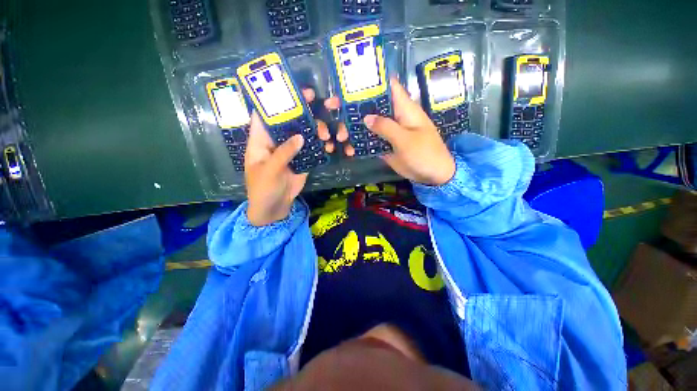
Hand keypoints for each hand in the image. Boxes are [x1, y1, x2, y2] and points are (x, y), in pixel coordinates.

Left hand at [245, 89, 333, 225]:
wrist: (275, 207)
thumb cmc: (263, 189)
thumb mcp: (270, 171)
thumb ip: (284, 152)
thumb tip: (300, 136)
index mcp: (261, 140)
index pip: (264, 114)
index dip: (273, 99)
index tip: (287, 87)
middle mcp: (276, 141)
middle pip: (288, 119)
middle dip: (300, 109)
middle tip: (315, 98)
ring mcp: (291, 150)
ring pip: (303, 132)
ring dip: (315, 129)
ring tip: (325, 134)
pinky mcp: (302, 159)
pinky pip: (312, 148)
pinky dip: (321, 145)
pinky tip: (329, 145)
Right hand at [325, 78, 455, 185]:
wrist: (432, 176)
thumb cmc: (425, 154)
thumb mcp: (406, 139)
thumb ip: (386, 127)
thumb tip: (366, 117)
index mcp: (404, 108)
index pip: (387, 86)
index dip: (370, 80)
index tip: (349, 81)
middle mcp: (394, 117)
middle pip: (372, 105)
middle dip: (353, 106)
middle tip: (331, 108)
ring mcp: (389, 132)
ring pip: (368, 124)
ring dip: (353, 128)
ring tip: (340, 136)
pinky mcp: (386, 145)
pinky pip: (370, 141)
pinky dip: (359, 144)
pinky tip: (349, 149)